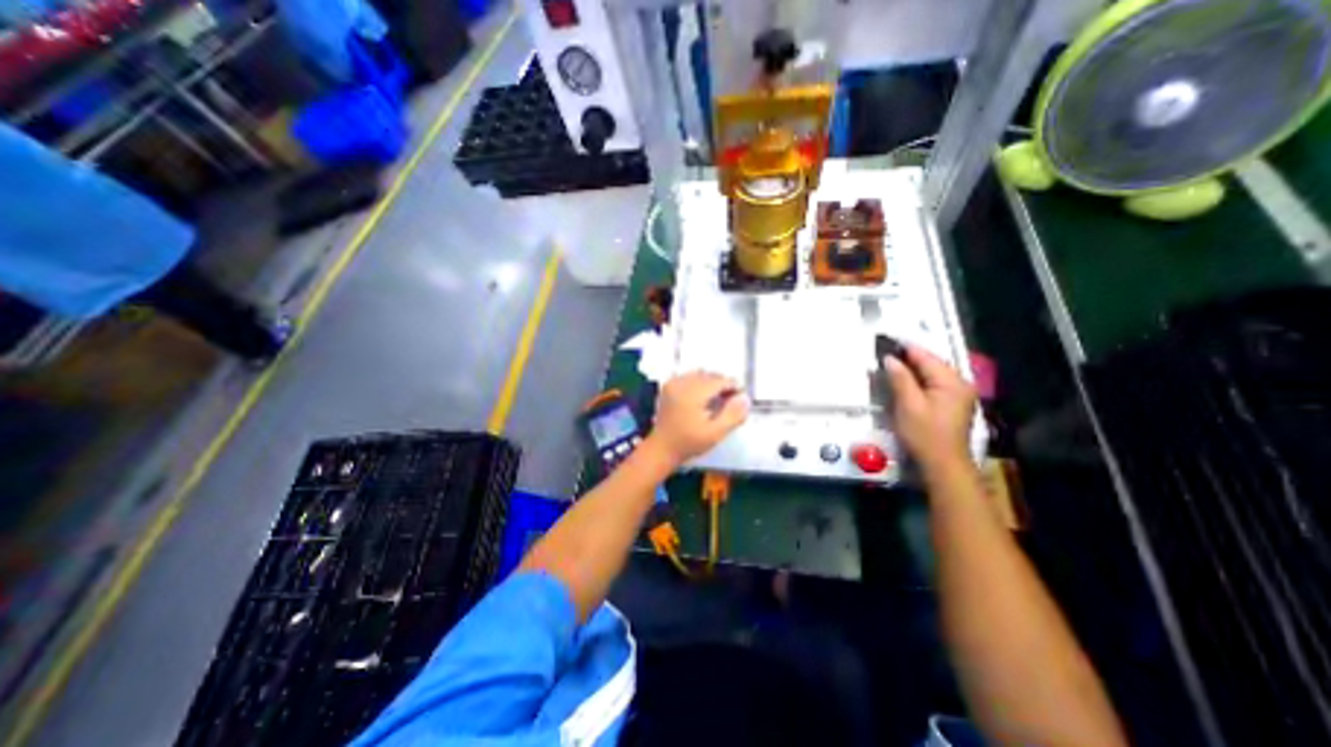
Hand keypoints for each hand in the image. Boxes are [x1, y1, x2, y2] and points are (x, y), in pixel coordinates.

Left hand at [649, 373, 747, 465]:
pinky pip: (689, 377)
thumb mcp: (715, 434)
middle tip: (730, 400)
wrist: (662, 447)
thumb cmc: (689, 443)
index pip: (719, 381)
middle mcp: (681, 383)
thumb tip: (745, 398)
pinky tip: (702, 397)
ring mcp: (673, 383)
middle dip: (722, 384)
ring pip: (700, 374)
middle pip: (709, 375)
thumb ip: (732, 415)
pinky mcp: (668, 386)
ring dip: (711, 383)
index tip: (741, 397)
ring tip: (717, 399)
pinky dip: (699, 383)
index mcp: (692, 394)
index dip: (733, 386)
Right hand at [881, 345, 974, 471]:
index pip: (926, 357)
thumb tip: (890, 359)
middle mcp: (960, 383)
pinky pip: (934, 384)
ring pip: (932, 373)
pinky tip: (905, 382)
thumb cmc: (925, 434)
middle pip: (931, 363)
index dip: (904, 348)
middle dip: (908, 358)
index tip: (884, 341)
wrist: (943, 465)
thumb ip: (900, 379)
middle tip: (884, 354)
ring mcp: (959, 394)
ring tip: (890, 365)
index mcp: (951, 381)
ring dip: (912, 369)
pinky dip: (919, 380)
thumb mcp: (908, 405)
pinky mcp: (953, 404)